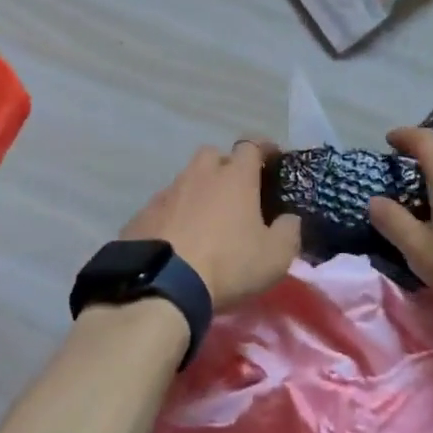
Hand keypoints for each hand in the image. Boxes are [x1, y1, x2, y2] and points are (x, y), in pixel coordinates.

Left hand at [121, 141, 299, 308]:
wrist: (162, 286)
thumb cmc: (227, 264)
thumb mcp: (275, 257)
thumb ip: (289, 232)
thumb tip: (289, 219)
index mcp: (234, 177)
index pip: (251, 146)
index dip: (264, 149)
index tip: (273, 158)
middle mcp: (199, 174)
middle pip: (213, 155)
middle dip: (225, 166)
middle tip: (235, 190)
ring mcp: (168, 192)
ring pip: (186, 179)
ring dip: (198, 191)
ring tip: (205, 218)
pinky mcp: (143, 213)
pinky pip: (164, 205)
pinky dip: (174, 214)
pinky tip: (178, 237)